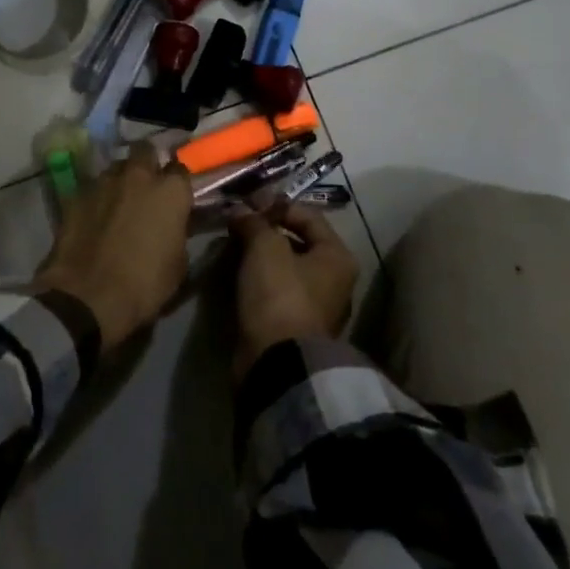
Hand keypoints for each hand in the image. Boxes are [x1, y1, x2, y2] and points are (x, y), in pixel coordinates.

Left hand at [35, 143, 192, 350]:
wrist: (87, 297)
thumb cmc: (143, 284)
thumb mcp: (178, 264)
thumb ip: (178, 232)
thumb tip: (174, 224)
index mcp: (170, 191)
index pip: (180, 170)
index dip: (177, 183)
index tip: (176, 196)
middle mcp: (138, 175)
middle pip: (145, 151)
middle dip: (147, 163)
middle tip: (147, 187)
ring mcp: (104, 181)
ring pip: (116, 167)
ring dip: (120, 180)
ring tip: (118, 202)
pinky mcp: (76, 194)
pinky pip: (92, 187)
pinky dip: (97, 197)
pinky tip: (95, 216)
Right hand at [230, 205, 357, 378]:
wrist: (278, 364)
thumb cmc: (280, 295)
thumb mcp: (265, 247)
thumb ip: (254, 222)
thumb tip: (240, 211)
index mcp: (337, 257)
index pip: (308, 215)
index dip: (277, 205)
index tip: (247, 203)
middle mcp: (334, 280)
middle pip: (297, 242)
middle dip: (265, 231)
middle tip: (236, 224)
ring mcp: (315, 307)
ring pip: (284, 268)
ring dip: (259, 255)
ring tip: (232, 248)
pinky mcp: (294, 327)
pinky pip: (275, 291)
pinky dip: (257, 280)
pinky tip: (237, 275)